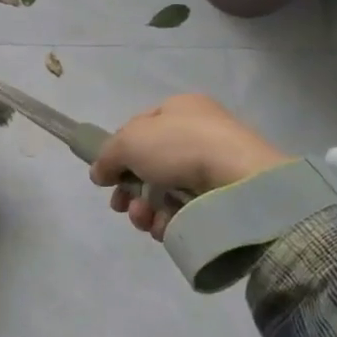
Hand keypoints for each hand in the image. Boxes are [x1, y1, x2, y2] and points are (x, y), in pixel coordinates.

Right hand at [89, 95, 290, 240]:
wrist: (237, 181)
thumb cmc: (179, 146)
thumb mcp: (129, 141)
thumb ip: (106, 156)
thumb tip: (98, 173)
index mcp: (181, 109)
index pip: (140, 128)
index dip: (119, 151)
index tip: (107, 174)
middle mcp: (198, 134)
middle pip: (149, 165)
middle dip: (129, 189)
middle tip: (120, 206)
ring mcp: (212, 167)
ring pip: (164, 191)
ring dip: (144, 208)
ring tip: (143, 219)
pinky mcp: (222, 198)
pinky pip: (185, 211)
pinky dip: (168, 221)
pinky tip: (163, 227)